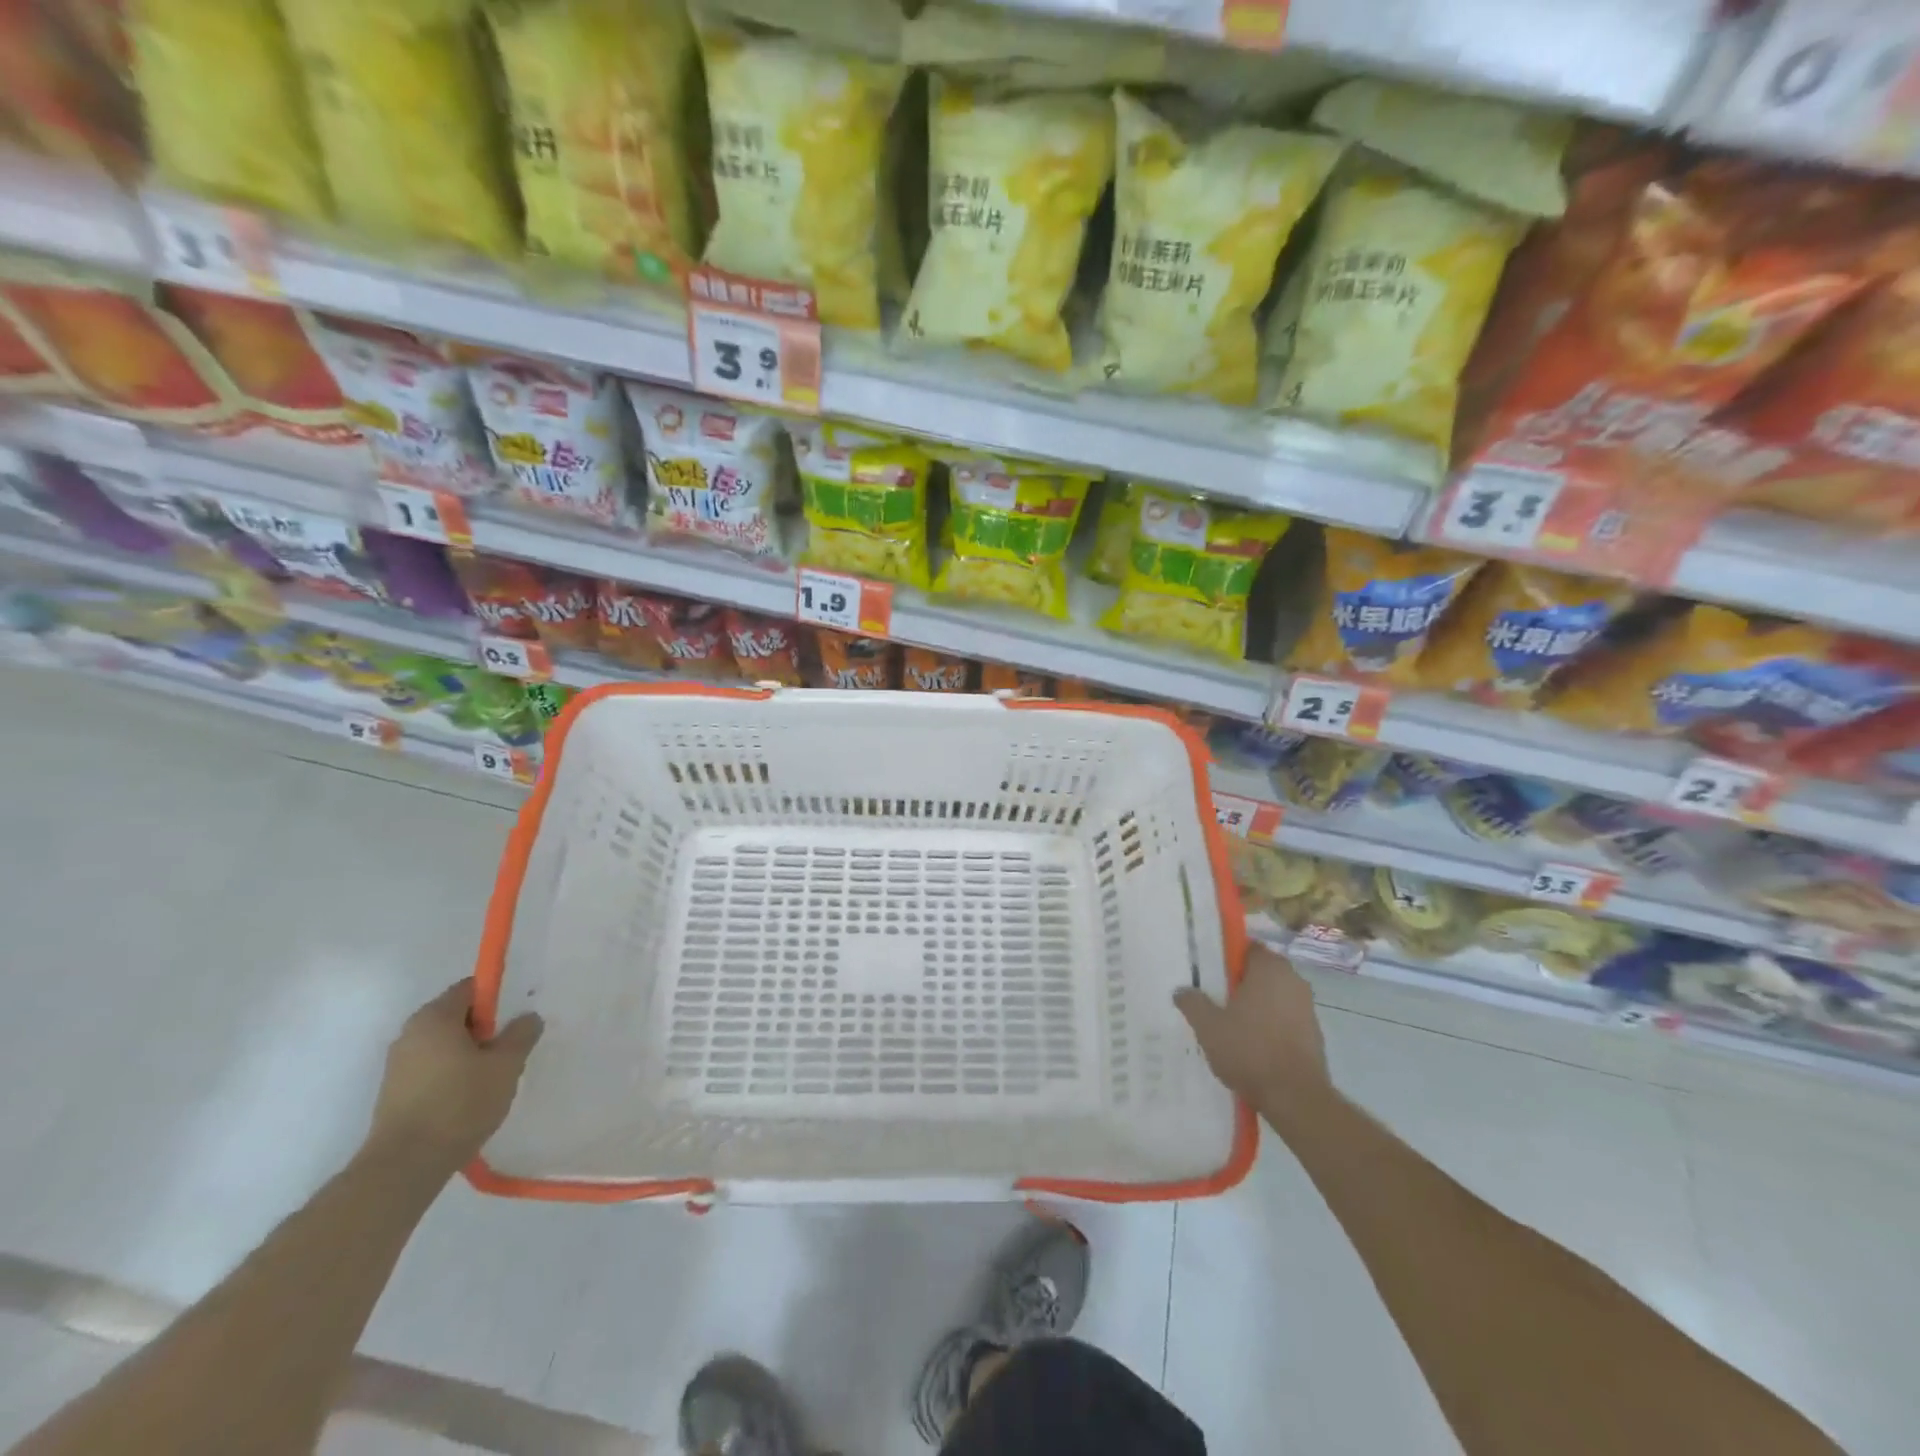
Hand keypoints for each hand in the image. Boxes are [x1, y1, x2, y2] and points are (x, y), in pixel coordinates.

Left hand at [366, 982, 542, 1173]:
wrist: (405, 1165)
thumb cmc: (460, 1103)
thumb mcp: (506, 1064)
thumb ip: (522, 1034)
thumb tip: (527, 1018)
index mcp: (435, 1017)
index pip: (470, 988)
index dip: (497, 1000)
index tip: (513, 1023)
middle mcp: (410, 1033)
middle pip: (456, 1016)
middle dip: (484, 1030)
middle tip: (507, 1053)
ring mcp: (397, 1064)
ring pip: (444, 1045)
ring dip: (468, 1054)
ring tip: (490, 1080)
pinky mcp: (393, 1092)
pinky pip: (431, 1068)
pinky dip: (451, 1074)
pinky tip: (467, 1099)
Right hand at [1175, 943, 1329, 1106]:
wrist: (1295, 1098)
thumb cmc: (1249, 1050)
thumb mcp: (1207, 1026)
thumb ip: (1192, 1002)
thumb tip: (1181, 991)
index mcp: (1269, 968)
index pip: (1247, 948)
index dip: (1227, 958)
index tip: (1210, 973)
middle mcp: (1293, 980)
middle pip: (1261, 972)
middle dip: (1240, 983)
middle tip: (1215, 999)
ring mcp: (1307, 1008)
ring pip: (1274, 996)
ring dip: (1256, 1005)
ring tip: (1230, 1025)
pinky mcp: (1314, 1034)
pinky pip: (1285, 1019)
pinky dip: (1270, 1025)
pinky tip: (1252, 1045)